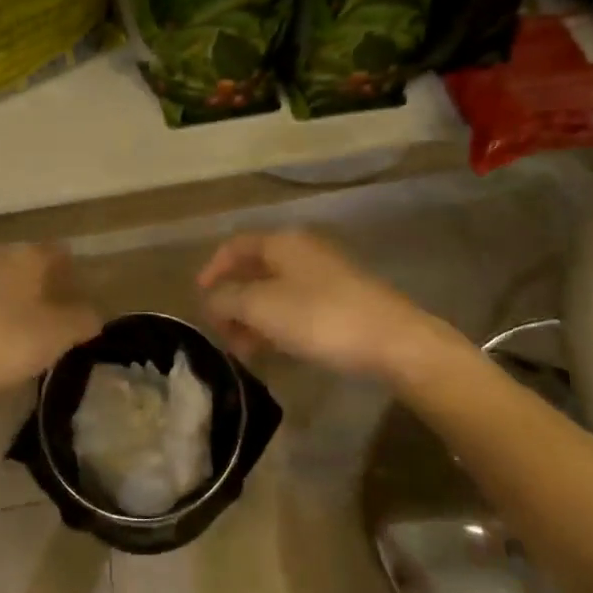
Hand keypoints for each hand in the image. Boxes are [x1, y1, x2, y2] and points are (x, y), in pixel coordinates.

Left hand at [0, 244, 101, 408]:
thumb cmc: (2, 341)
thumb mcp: (56, 336)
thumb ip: (81, 321)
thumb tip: (93, 314)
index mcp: (27, 254)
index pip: (58, 252)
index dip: (72, 273)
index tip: (78, 297)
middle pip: (24, 263)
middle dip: (37, 285)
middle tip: (49, 316)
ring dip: (5, 299)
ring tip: (15, 331)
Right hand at [197, 229, 453, 382]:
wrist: (393, 341)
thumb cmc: (320, 317)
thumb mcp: (261, 307)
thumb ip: (227, 299)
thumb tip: (210, 299)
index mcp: (281, 242)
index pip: (235, 246)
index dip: (212, 270)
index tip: (198, 300)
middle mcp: (302, 250)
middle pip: (254, 270)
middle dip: (232, 301)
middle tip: (222, 334)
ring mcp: (325, 274)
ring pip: (275, 291)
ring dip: (253, 317)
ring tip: (244, 350)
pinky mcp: (342, 300)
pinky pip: (296, 306)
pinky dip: (277, 323)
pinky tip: (276, 349)